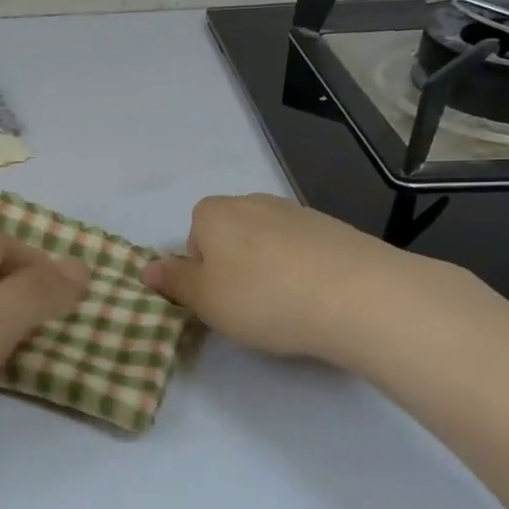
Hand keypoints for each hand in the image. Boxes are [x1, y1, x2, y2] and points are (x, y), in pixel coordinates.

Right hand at [143, 193, 454, 365]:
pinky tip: (318, 300)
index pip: (193, 237)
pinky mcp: (338, 230)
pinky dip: (304, 271)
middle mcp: (254, 202)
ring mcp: (299, 212)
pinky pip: (305, 251)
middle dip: (234, 267)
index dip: (200, 270)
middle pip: (230, 236)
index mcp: (214, 213)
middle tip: (247, 305)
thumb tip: (147, 267)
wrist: (361, 296)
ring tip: (287, 306)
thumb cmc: (264, 297)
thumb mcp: (204, 299)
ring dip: (270, 269)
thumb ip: (173, 281)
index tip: (217, 298)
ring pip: (268, 244)